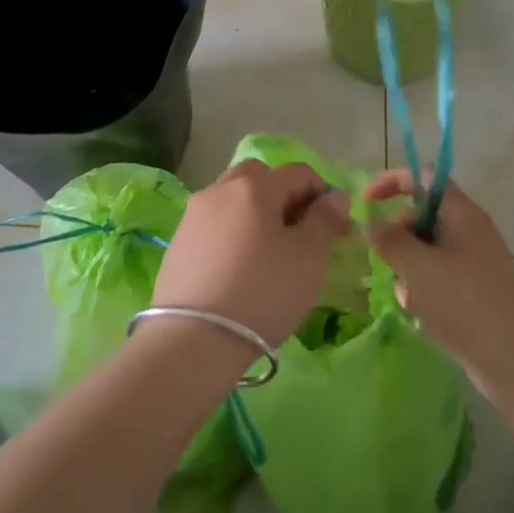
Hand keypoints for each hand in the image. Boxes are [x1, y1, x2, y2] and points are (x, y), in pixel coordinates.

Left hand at [151, 160, 352, 349]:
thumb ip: (325, 219)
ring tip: (267, 253)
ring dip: (255, 213)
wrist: (193, 340)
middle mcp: (220, 189)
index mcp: (255, 186)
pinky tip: (238, 268)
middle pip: (259, 177)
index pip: (298, 172)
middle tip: (297, 233)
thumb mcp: (308, 257)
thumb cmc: (262, 293)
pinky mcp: (178, 242)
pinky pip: (214, 224)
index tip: (333, 227)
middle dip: (283, 196)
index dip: (322, 193)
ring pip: (233, 199)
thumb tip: (335, 196)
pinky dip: (232, 233)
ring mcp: (193, 215)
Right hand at [365, 171, 513, 406]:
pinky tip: (420, 313)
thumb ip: (389, 239)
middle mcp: (469, 229)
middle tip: (387, 263)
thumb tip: (369, 221)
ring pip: (425, 249)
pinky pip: (437, 275)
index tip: (366, 203)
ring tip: (408, 298)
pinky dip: (423, 288)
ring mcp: (473, 260)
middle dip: (398, 237)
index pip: (423, 176)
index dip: (392, 181)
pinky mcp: (474, 288)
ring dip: (408, 269)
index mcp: (462, 213)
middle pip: (421, 215)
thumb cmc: (465, 305)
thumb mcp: (418, 268)